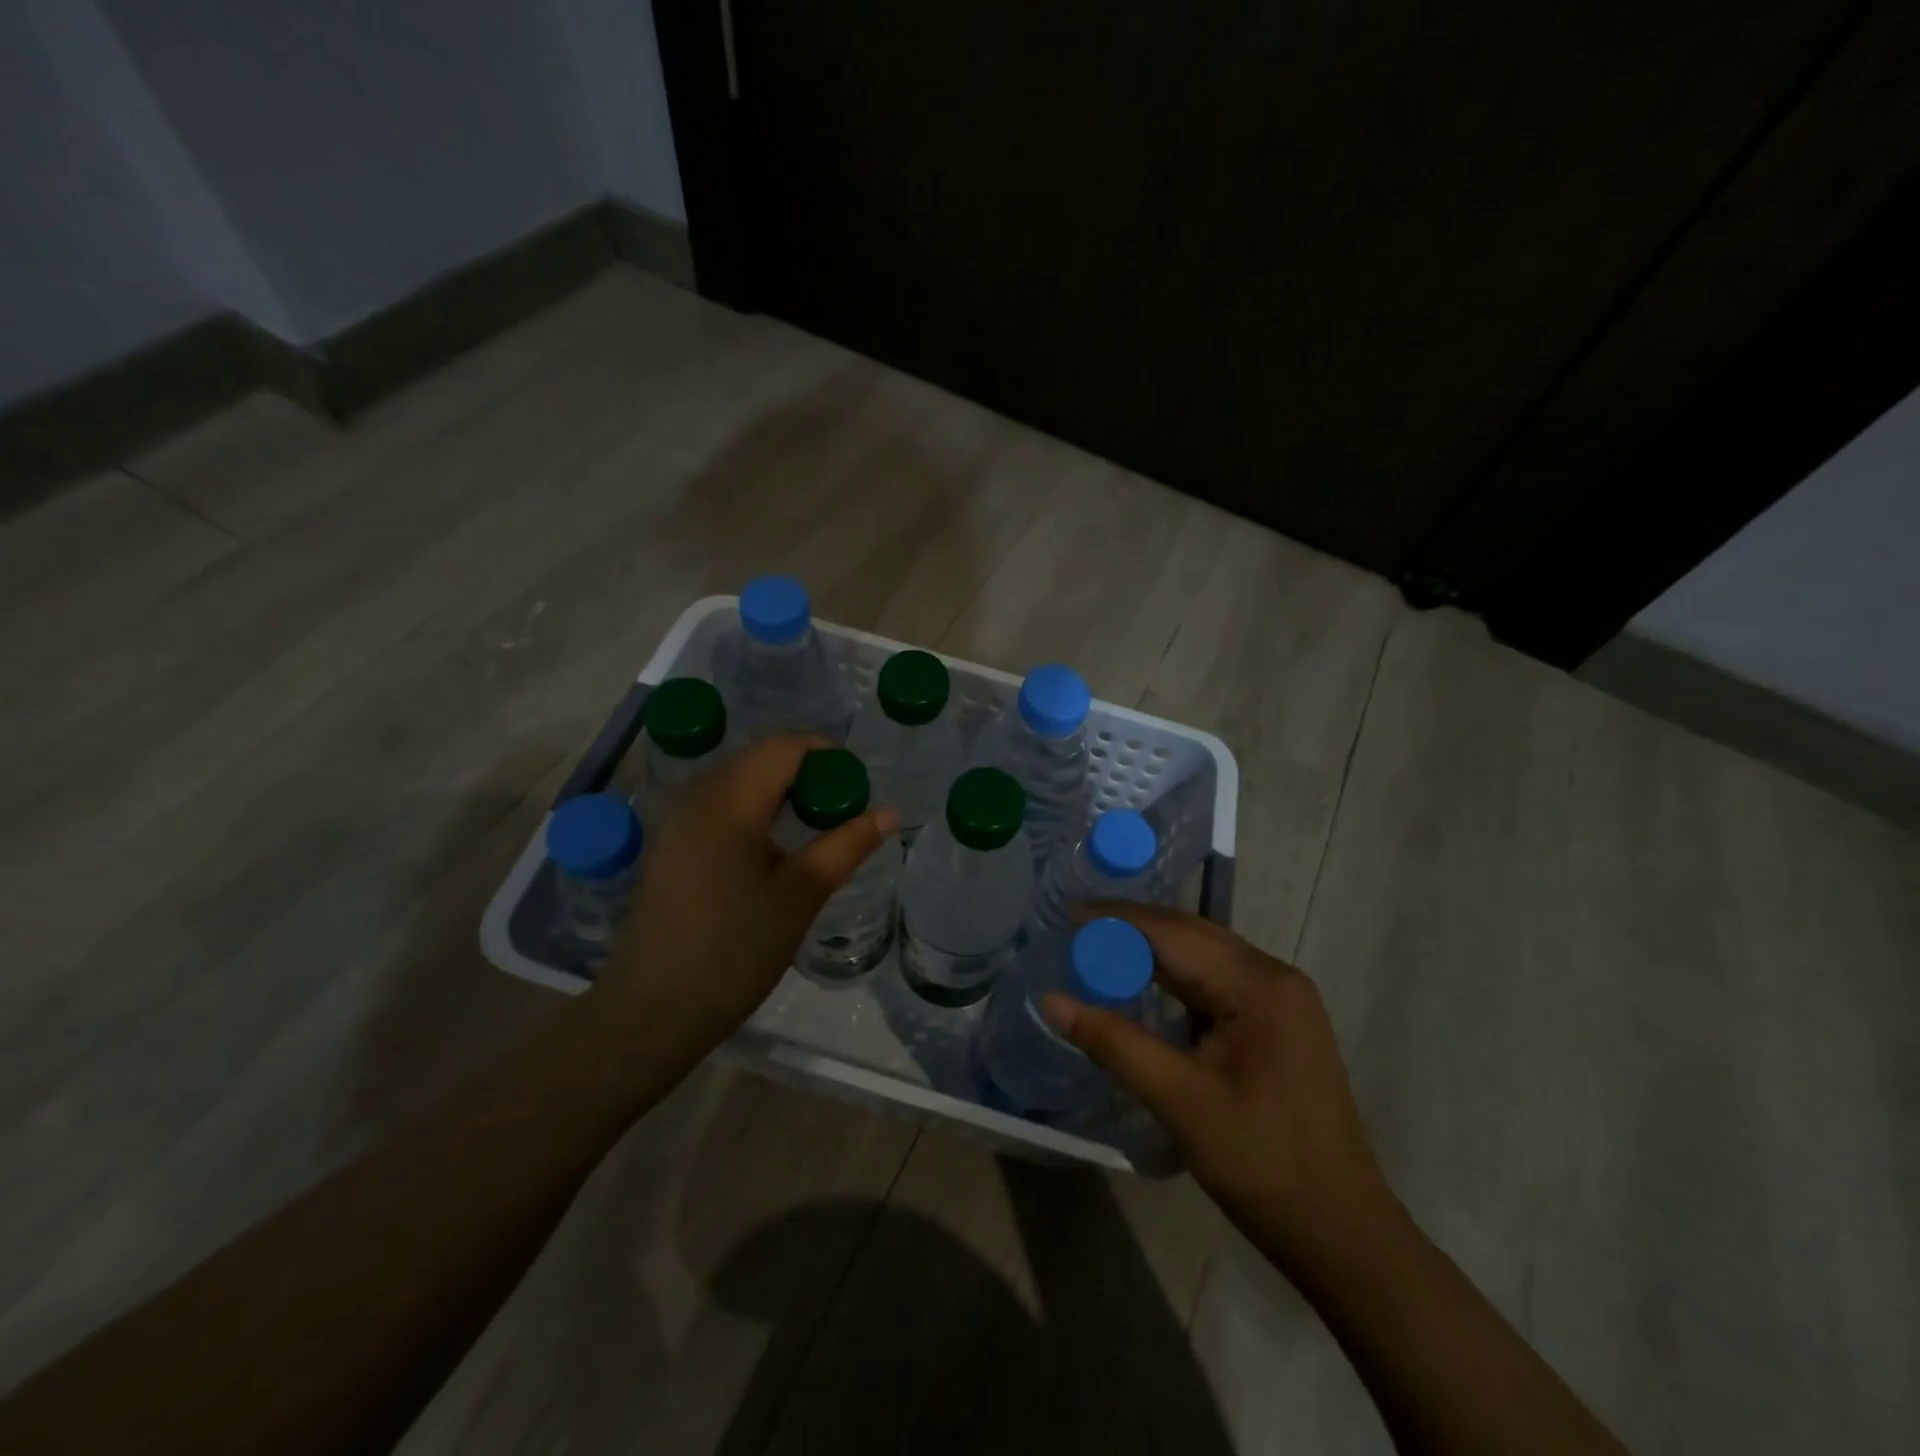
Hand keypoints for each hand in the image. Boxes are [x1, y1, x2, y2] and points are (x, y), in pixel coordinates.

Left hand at [594, 736, 896, 1052]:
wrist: (653, 1012)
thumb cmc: (734, 952)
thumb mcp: (800, 897)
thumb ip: (846, 846)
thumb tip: (890, 812)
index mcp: (729, 803)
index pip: (783, 746)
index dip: (826, 753)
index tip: (856, 786)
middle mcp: (697, 798)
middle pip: (759, 757)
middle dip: (805, 771)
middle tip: (841, 810)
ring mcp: (676, 821)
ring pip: (737, 779)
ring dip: (779, 790)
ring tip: (812, 828)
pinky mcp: (669, 845)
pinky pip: (718, 804)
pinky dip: (753, 808)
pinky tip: (770, 848)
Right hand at [1040, 906, 1396, 1271]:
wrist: (1341, 1232)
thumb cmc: (1262, 1164)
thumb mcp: (1180, 1101)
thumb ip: (1114, 1043)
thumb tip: (1050, 1000)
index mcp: (1259, 985)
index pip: (1174, 932)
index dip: (1117, 920)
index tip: (1066, 915)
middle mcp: (1274, 976)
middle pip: (1191, 933)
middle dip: (1132, 928)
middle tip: (1075, 929)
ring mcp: (1281, 999)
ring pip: (1203, 955)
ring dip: (1152, 950)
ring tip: (1099, 950)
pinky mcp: (1277, 1022)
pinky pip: (1216, 981)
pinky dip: (1174, 977)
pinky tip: (1144, 984)